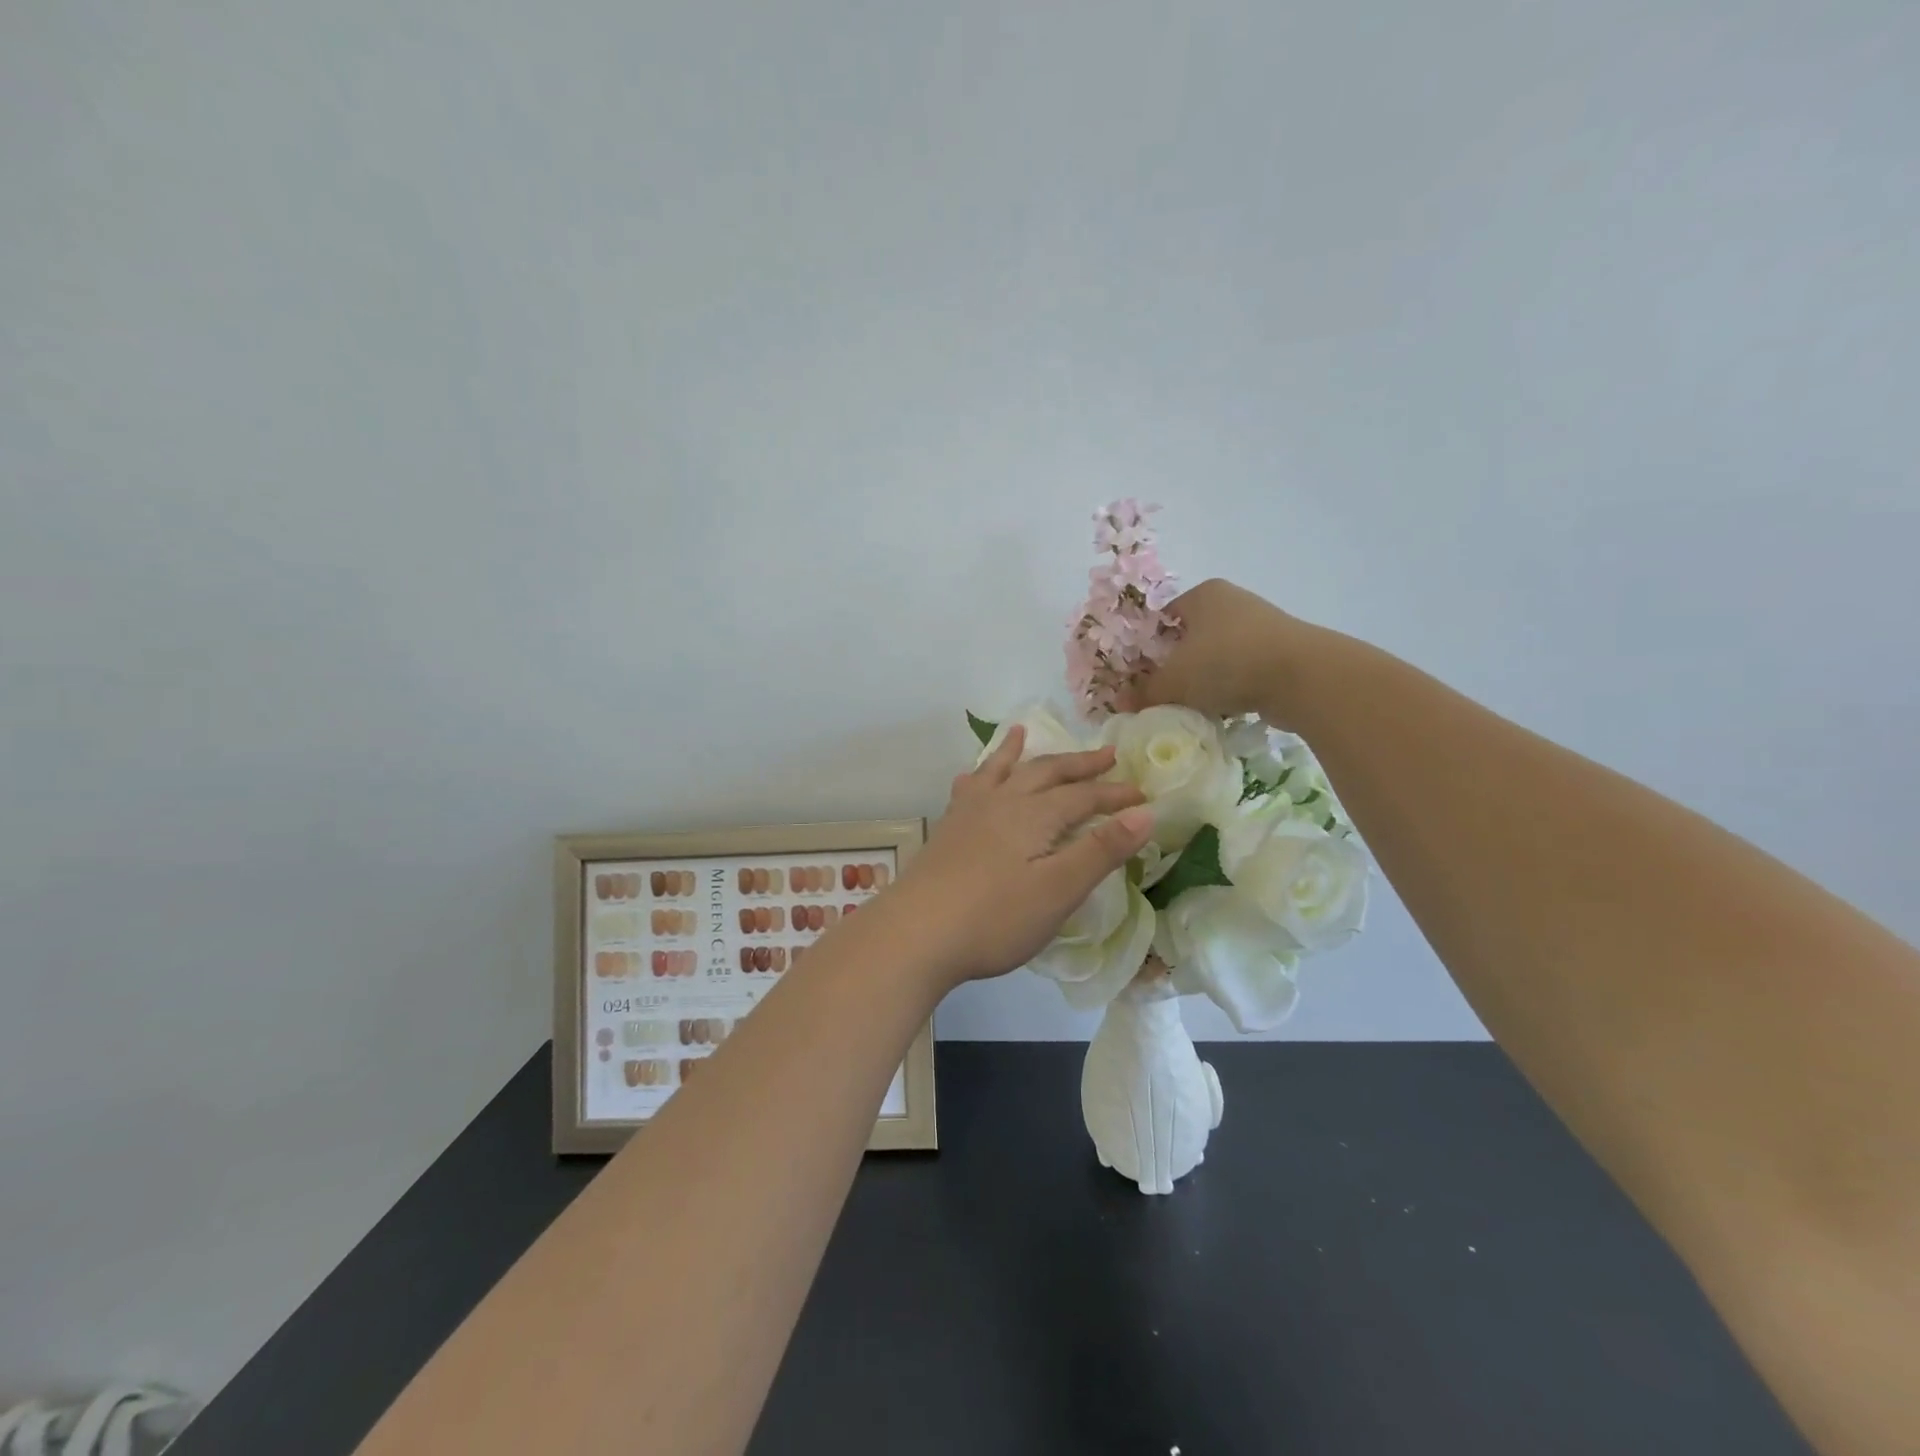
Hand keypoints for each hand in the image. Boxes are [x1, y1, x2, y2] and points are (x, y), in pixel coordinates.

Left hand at [897, 726, 1152, 987]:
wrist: (917, 932)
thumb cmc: (996, 918)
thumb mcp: (1059, 890)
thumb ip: (1101, 850)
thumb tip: (1145, 813)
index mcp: (1035, 815)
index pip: (1084, 797)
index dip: (1115, 795)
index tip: (1143, 796)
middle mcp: (1003, 802)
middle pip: (1047, 773)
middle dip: (1079, 764)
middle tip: (1106, 755)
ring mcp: (970, 813)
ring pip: (1002, 771)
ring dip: (1019, 753)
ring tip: (1024, 732)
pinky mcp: (948, 830)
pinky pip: (968, 787)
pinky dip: (978, 774)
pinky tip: (972, 777)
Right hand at [1122, 578, 1309, 723]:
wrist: (1302, 677)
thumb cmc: (1226, 663)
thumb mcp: (1174, 681)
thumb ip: (1145, 692)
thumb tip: (1121, 704)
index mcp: (1203, 594)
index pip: (1162, 617)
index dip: (1145, 646)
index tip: (1138, 675)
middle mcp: (1232, 603)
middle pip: (1189, 638)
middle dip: (1174, 666)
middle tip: (1160, 694)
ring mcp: (1260, 627)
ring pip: (1216, 657)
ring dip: (1203, 681)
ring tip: (1189, 706)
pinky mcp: (1280, 654)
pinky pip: (1241, 672)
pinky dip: (1229, 689)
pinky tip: (1221, 711)